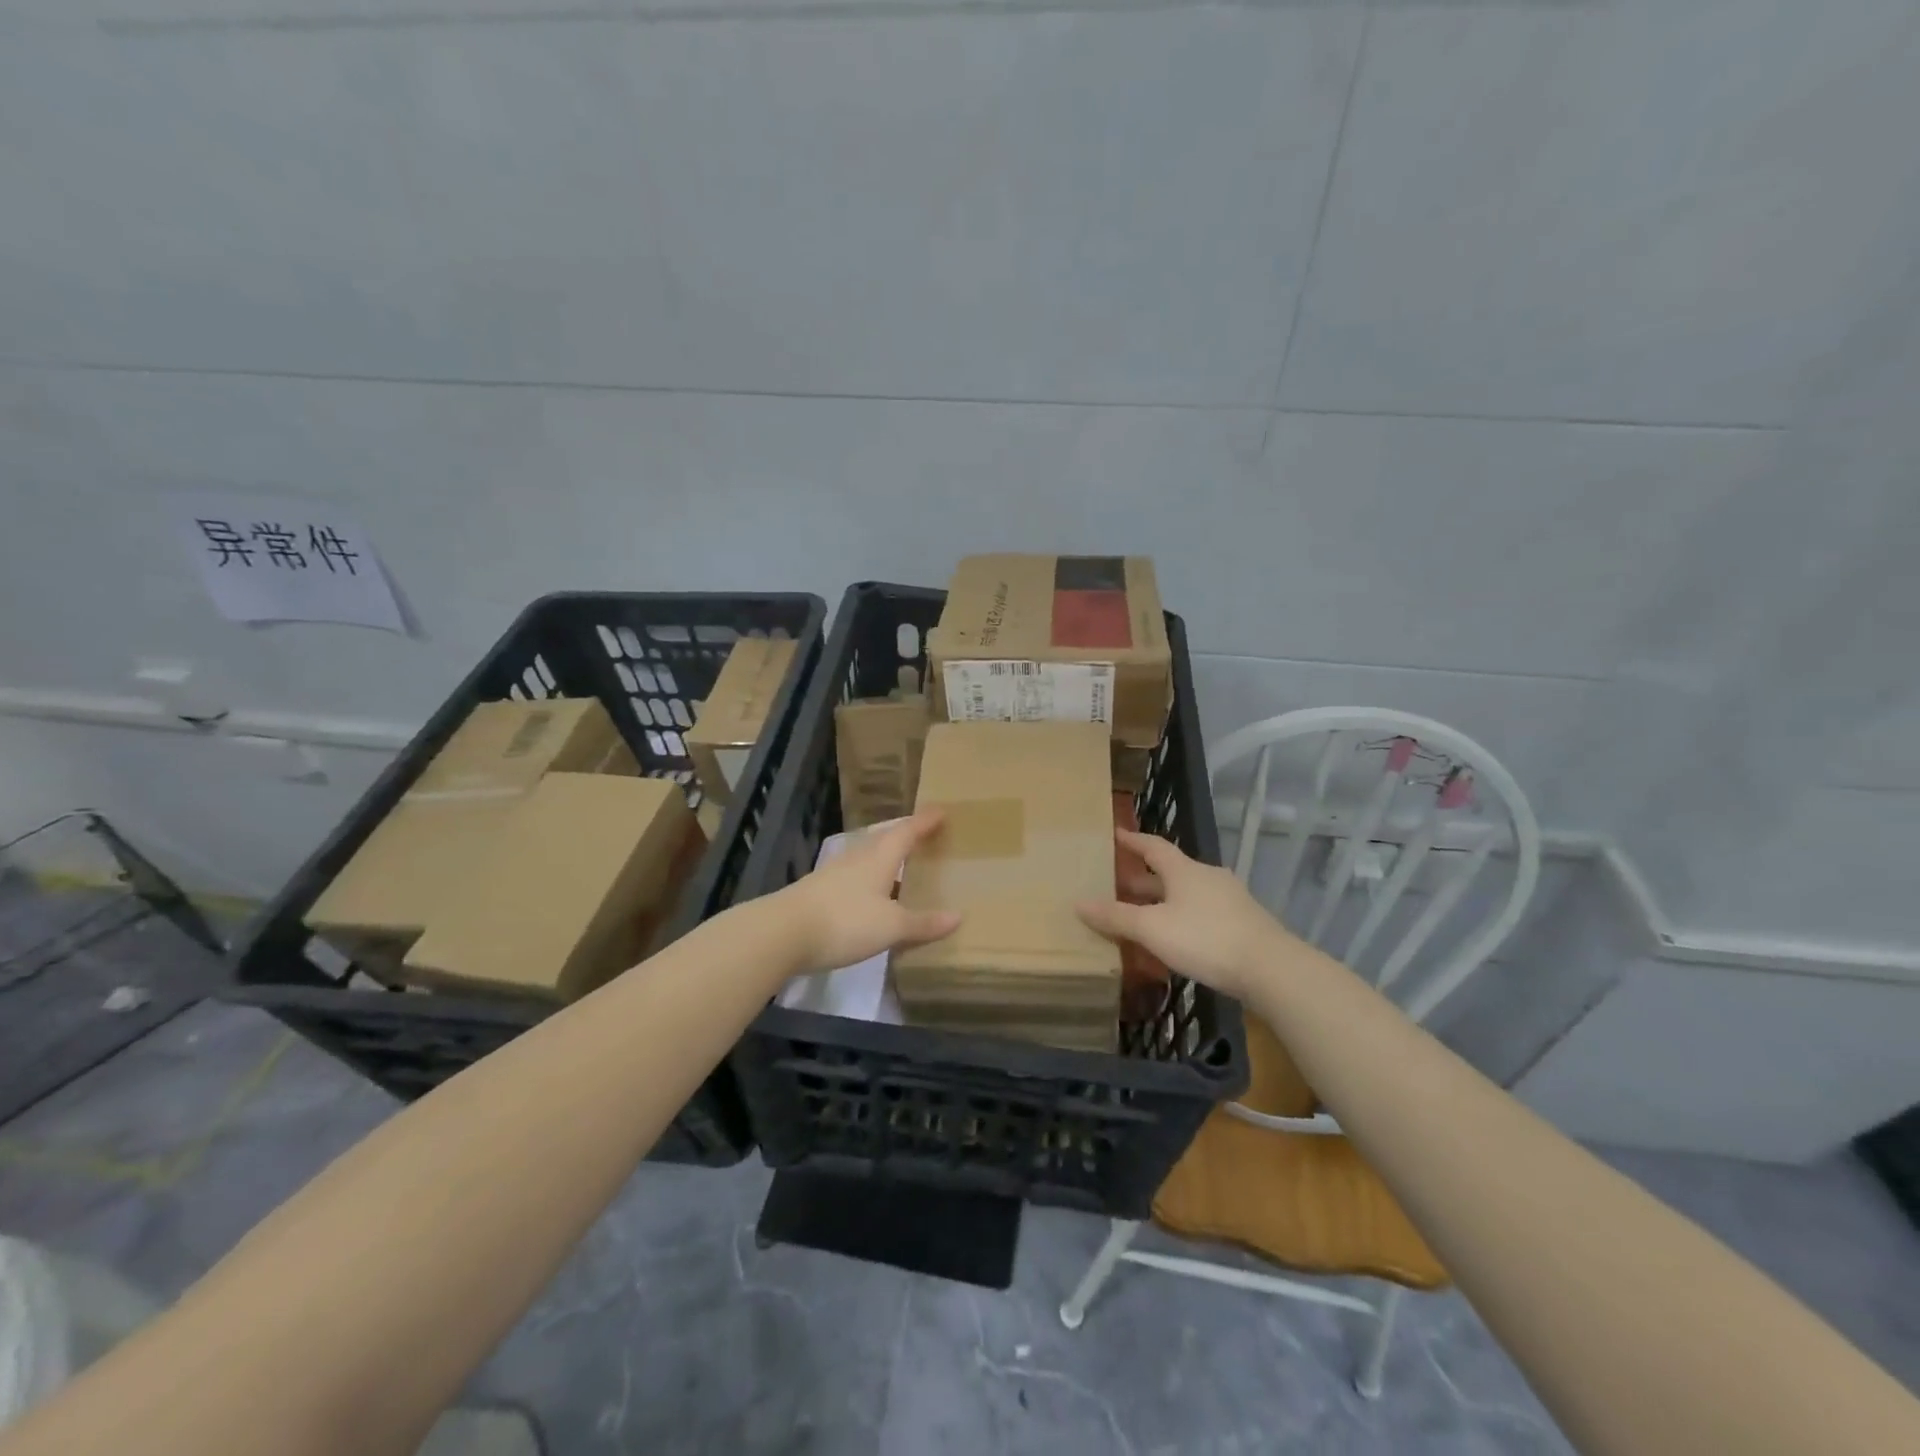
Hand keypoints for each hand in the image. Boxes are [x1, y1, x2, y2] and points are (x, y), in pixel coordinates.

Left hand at [773, 811, 960, 977]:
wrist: (782, 933)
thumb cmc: (845, 921)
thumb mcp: (891, 927)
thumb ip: (923, 923)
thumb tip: (958, 916)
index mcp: (880, 857)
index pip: (907, 831)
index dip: (925, 821)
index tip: (941, 811)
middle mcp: (858, 857)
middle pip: (885, 838)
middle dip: (905, 834)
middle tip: (924, 834)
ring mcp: (835, 872)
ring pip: (868, 856)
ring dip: (886, 856)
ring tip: (902, 863)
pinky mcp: (820, 890)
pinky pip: (854, 875)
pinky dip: (870, 877)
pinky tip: (873, 893)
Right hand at [1077, 830, 1287, 1000]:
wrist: (1271, 968)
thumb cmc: (1205, 938)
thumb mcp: (1152, 929)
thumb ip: (1116, 917)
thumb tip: (1078, 903)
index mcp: (1184, 870)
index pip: (1153, 846)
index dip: (1132, 841)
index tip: (1115, 834)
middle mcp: (1207, 877)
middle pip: (1170, 871)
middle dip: (1143, 878)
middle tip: (1117, 884)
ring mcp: (1229, 899)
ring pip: (1187, 893)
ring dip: (1164, 900)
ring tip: (1143, 914)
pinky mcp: (1243, 923)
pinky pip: (1203, 912)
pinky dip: (1183, 917)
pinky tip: (1176, 938)